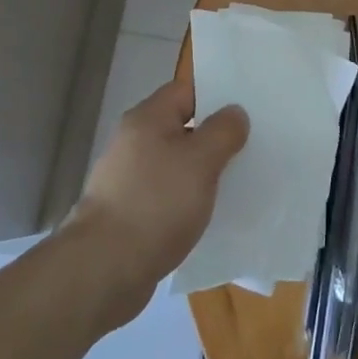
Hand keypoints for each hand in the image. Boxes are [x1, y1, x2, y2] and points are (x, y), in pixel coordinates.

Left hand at [64, 79, 248, 324]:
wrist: (105, 267)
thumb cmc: (156, 203)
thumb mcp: (200, 161)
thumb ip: (222, 132)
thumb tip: (234, 112)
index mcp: (147, 118)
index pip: (185, 91)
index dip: (216, 95)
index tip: (248, 108)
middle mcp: (133, 141)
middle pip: (180, 127)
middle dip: (213, 136)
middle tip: (251, 145)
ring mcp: (128, 178)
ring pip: (175, 163)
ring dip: (201, 172)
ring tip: (237, 181)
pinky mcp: (129, 212)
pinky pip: (166, 195)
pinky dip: (187, 200)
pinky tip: (209, 214)